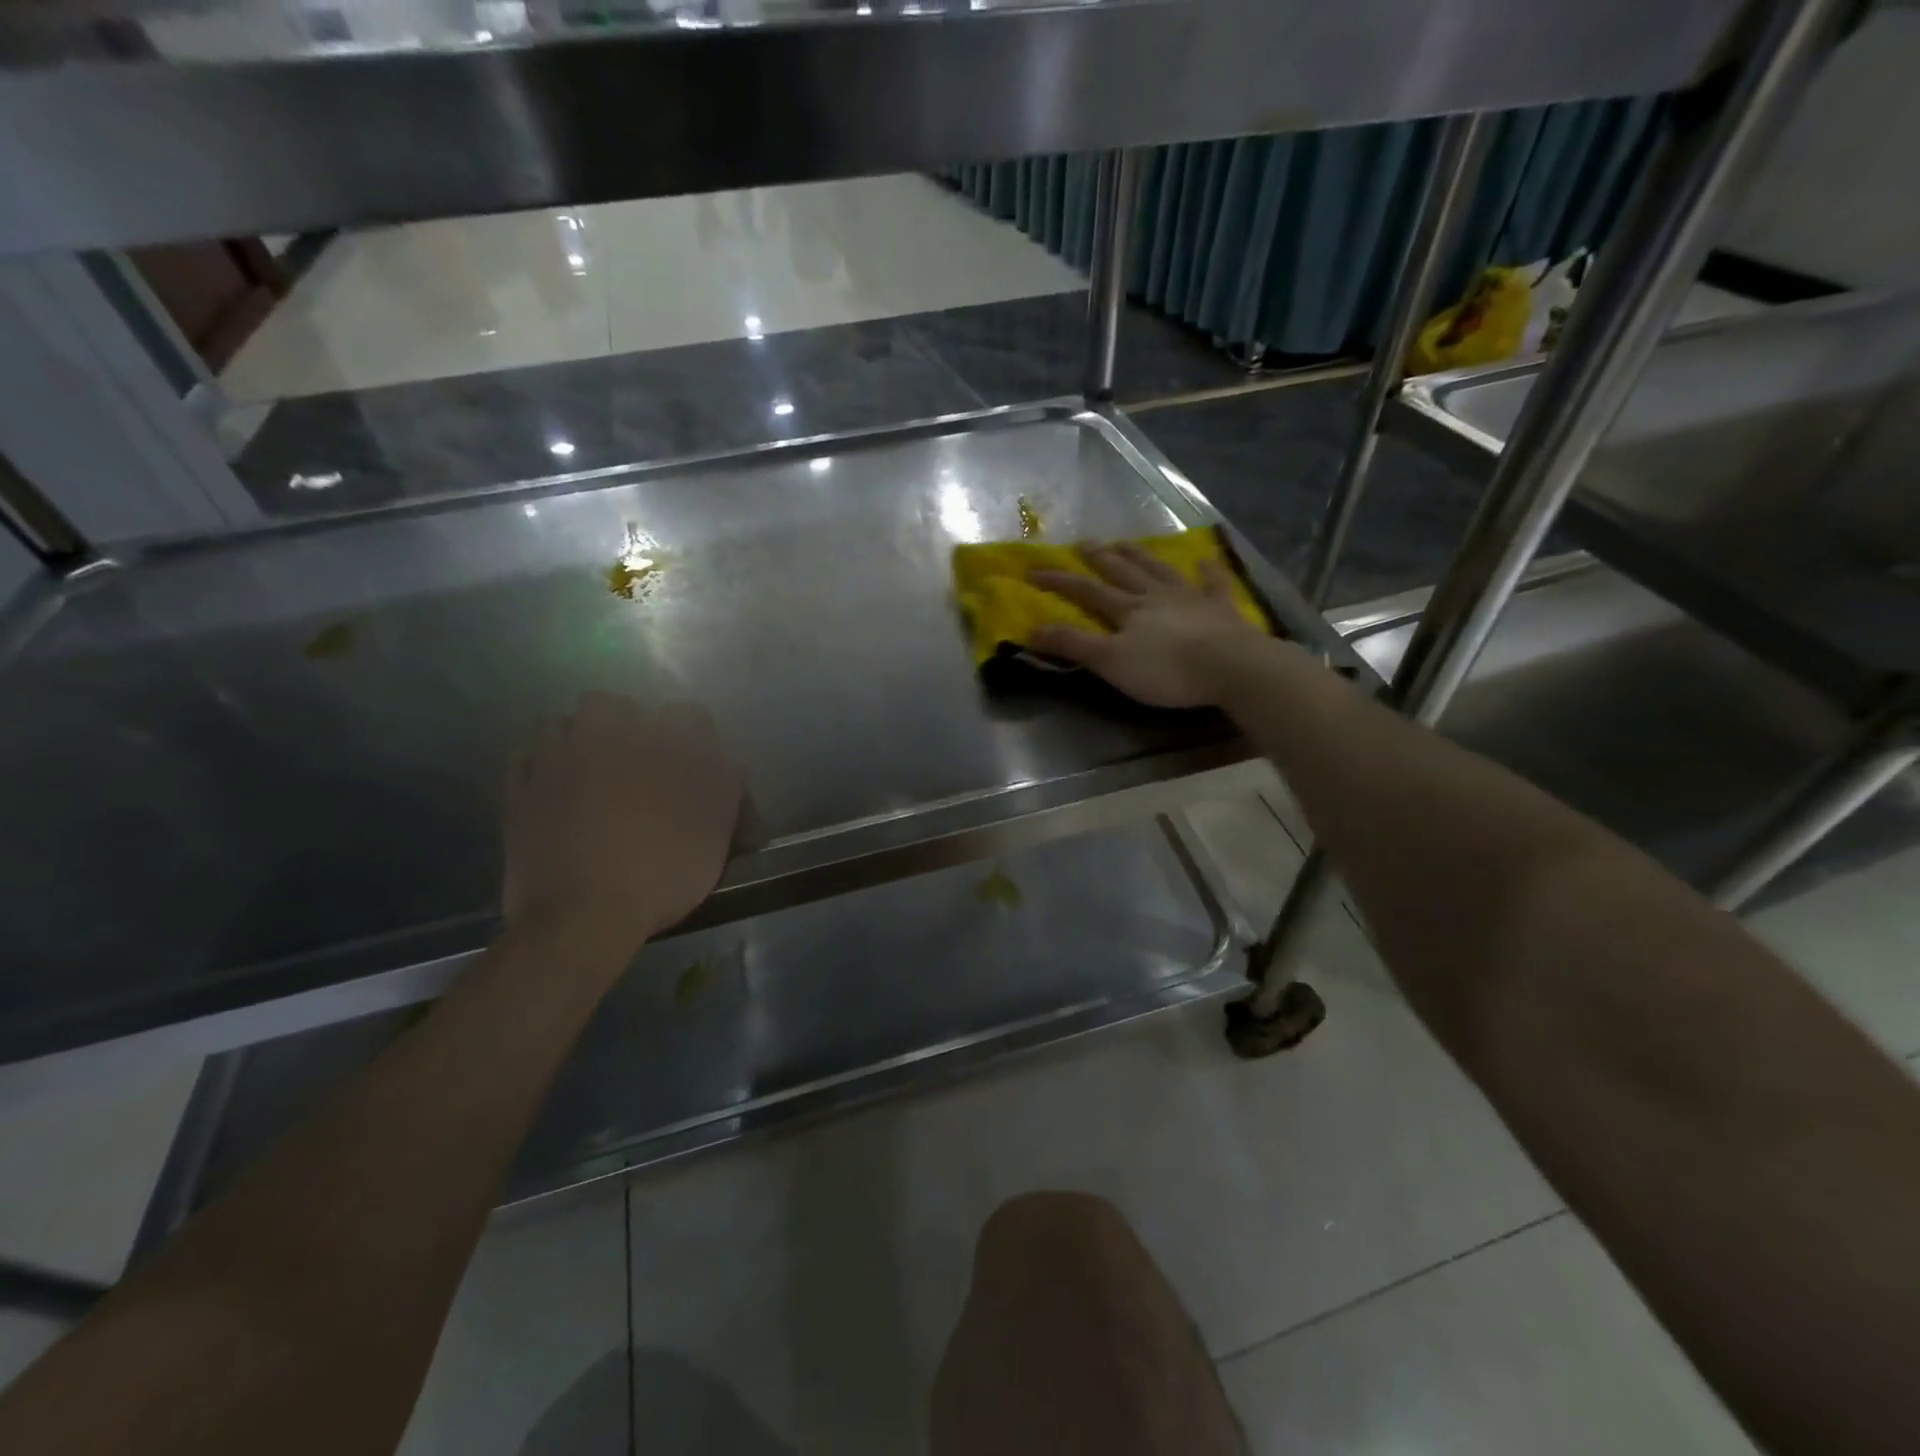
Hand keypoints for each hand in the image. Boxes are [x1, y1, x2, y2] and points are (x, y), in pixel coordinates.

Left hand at [503, 693, 741, 964]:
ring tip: (589, 767)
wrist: (583, 917)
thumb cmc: (661, 873)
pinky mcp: (519, 794)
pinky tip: (554, 786)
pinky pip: (524, 759)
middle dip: (624, 721)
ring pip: (558, 723)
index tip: (698, 762)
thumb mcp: (714, 834)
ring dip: (575, 737)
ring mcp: (554, 764)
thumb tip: (726, 763)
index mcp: (658, 747)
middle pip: (608, 704)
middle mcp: (604, 740)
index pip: (687, 715)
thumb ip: (723, 789)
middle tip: (635, 757)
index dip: (695, 735)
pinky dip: (540, 765)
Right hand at [1028, 544, 1265, 708]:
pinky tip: (1205, 560)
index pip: (1087, 591)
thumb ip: (1073, 645)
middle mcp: (1156, 596)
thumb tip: (1032, 628)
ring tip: (1126, 544)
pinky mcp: (1223, 610)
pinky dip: (1208, 571)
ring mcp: (1192, 599)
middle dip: (1100, 558)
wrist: (1231, 667)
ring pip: (1160, 571)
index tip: (1033, 571)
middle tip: (1084, 543)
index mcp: (1128, 610)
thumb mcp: (1111, 662)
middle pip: (1123, 572)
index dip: (1059, 581)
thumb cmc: (1167, 670)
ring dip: (1141, 557)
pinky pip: (1214, 584)